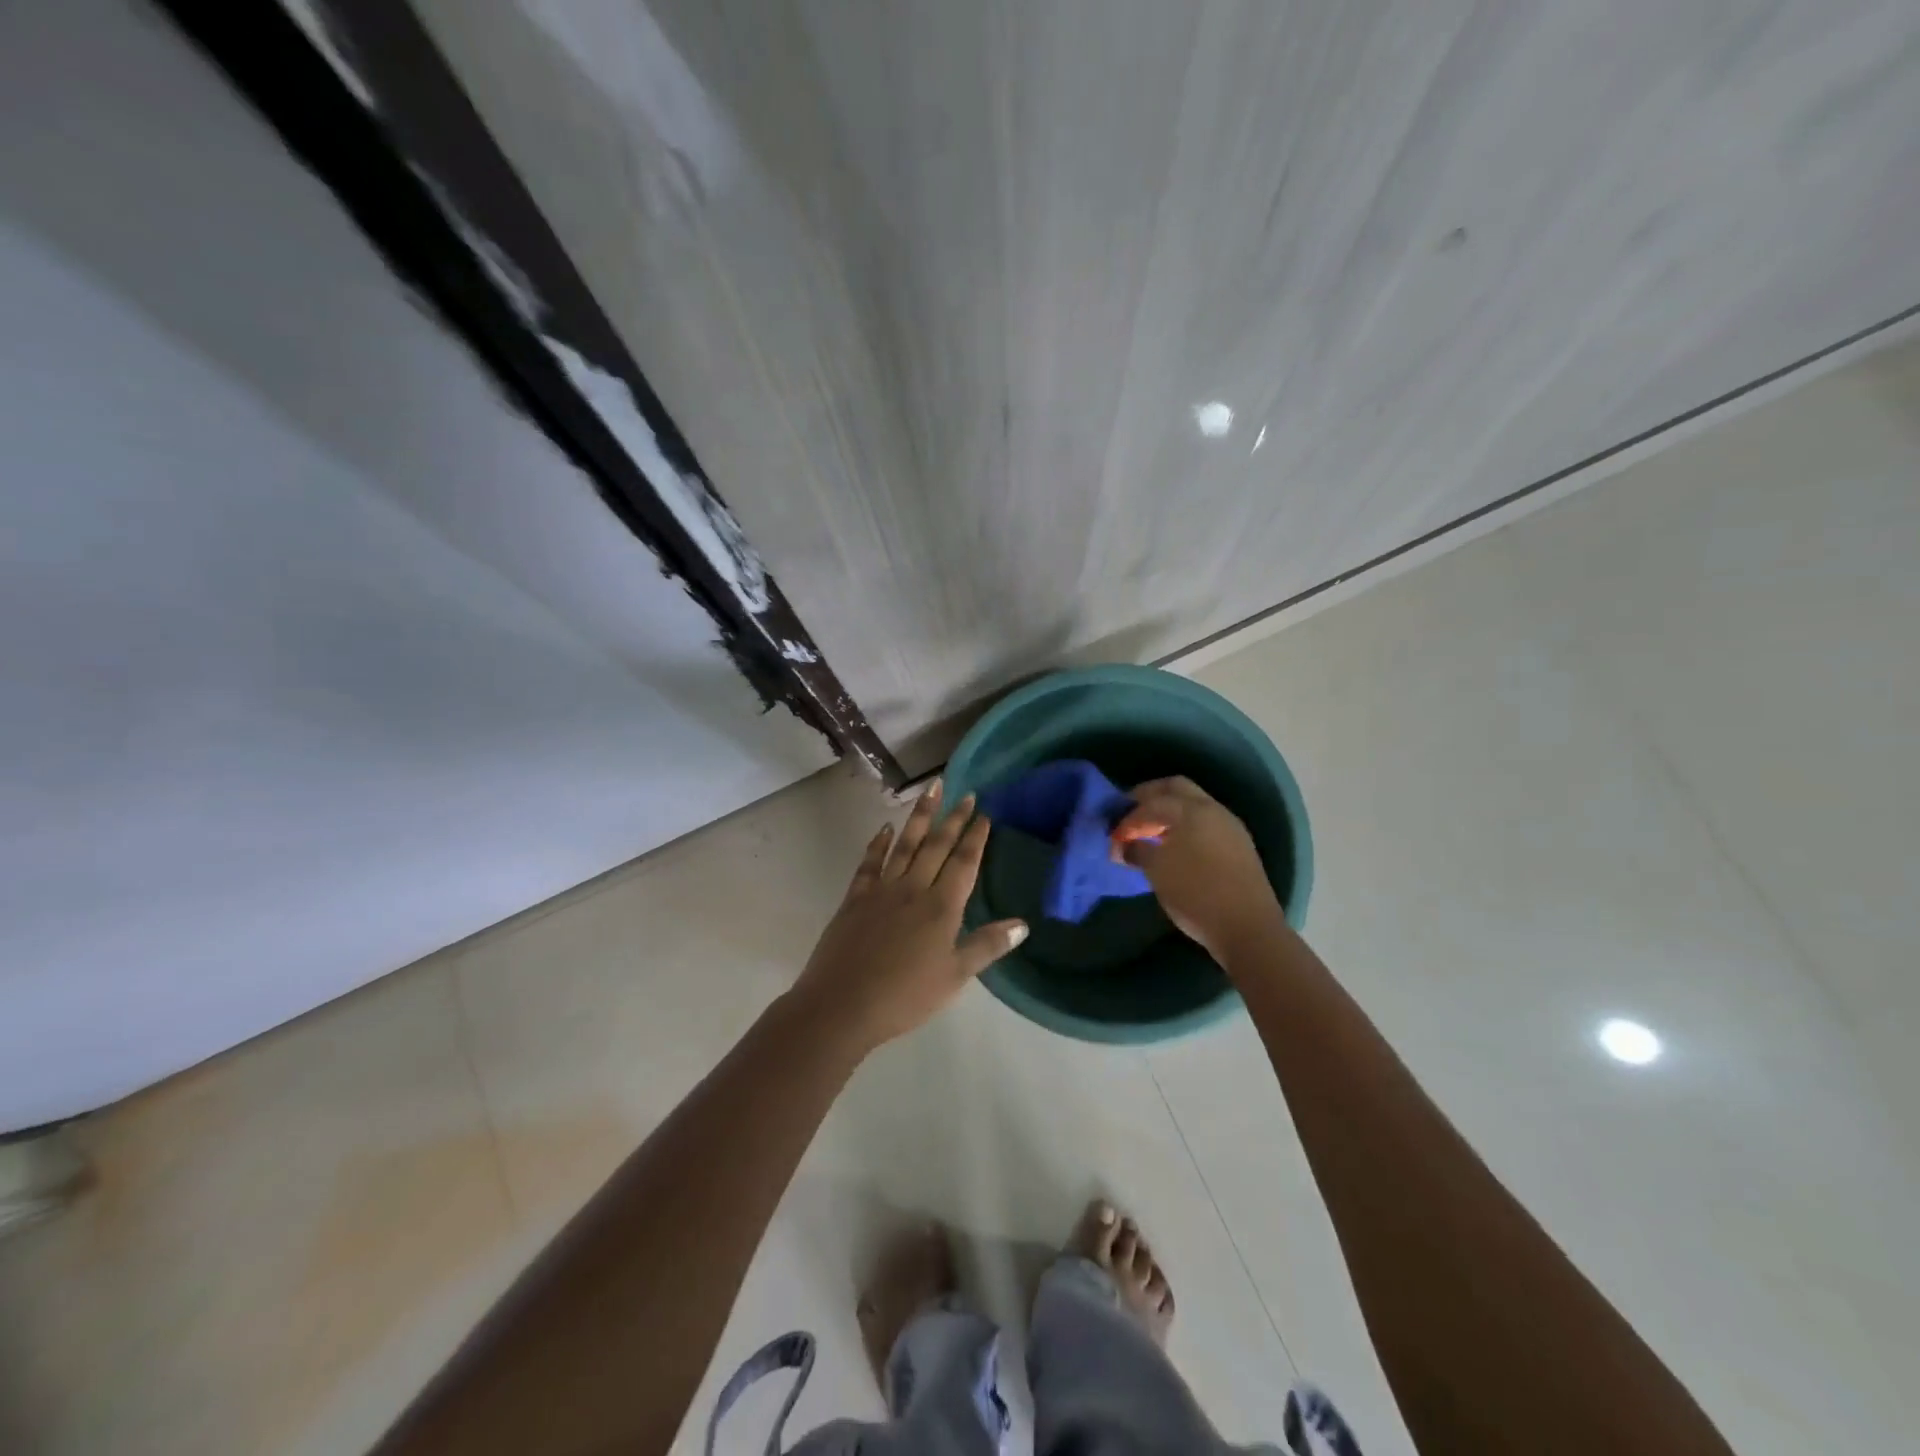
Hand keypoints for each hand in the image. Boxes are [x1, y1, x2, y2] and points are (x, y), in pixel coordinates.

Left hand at [790, 781, 1027, 1052]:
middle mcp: (913, 889)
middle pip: (937, 846)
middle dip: (954, 818)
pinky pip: (869, 862)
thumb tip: (1023, 924)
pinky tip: (884, 828)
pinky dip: (878, 843)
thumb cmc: (905, 996)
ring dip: (920, 816)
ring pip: (905, 844)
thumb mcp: (954, 977)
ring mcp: (881, 890)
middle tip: (966, 792)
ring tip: (931, 789)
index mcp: (941, 907)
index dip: (976, 838)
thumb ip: (987, 946)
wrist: (842, 1004)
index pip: (964, 863)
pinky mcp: (855, 898)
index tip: (985, 814)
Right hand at [1111, 777, 1284, 960]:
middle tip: (1129, 815)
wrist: (1248, 929)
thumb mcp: (1157, 871)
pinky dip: (1185, 827)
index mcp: (1191, 810)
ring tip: (1149, 834)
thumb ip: (1137, 850)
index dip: (1127, 819)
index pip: (1151, 803)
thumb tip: (1126, 845)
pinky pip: (1205, 824)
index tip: (1113, 839)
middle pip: (1176, 789)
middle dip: (1149, 797)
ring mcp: (1230, 827)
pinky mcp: (1239, 847)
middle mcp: (1213, 810)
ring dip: (1169, 813)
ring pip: (1193, 805)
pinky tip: (1174, 848)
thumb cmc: (1196, 894)